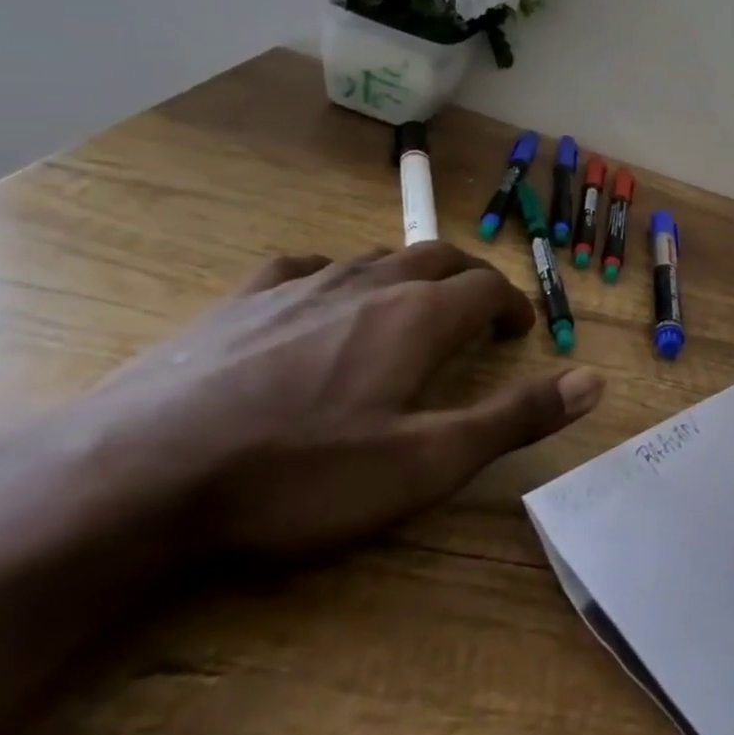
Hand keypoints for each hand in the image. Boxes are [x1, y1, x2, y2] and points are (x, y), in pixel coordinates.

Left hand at [74, 242, 604, 557]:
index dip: (513, 305)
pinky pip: (304, 267)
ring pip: (375, 257)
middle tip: (480, 311)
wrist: (138, 477)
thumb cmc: (301, 474)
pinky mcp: (240, 302)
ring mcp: (299, 287)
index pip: (487, 288)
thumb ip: (516, 417)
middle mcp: (368, 284)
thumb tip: (595, 381)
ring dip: (409, 273)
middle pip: (437, 258)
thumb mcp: (427, 461)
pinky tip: (323, 296)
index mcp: (417, 317)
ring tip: (413, 304)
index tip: (520, 332)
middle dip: (470, 279)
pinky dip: (336, 275)